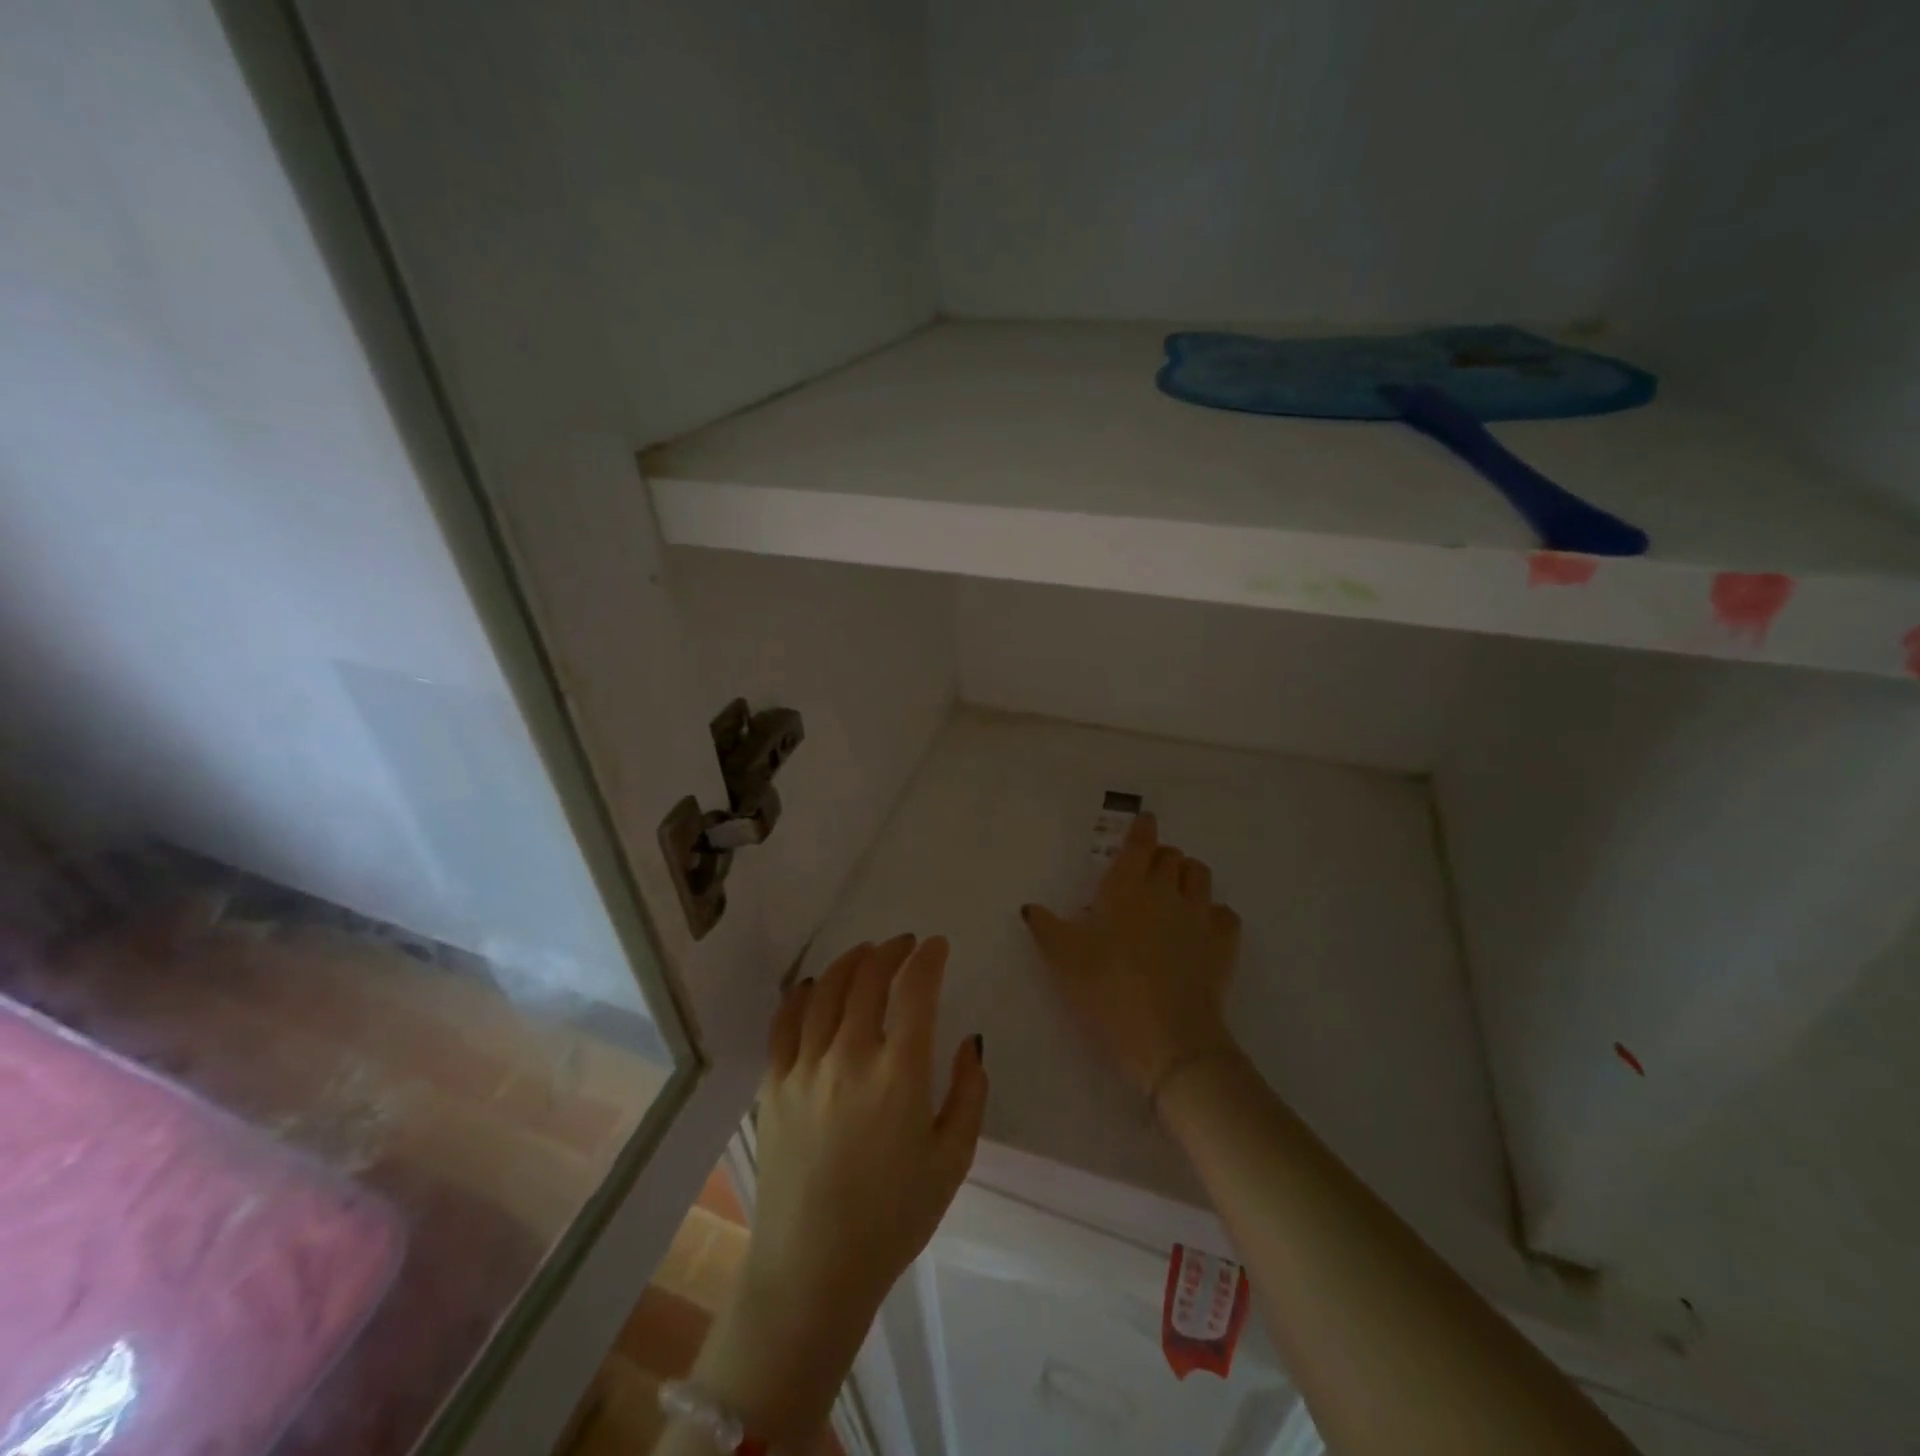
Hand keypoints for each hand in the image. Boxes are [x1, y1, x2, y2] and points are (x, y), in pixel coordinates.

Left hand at [747, 935, 988, 1330]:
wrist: (813, 1269)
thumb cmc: (893, 1218)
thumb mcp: (952, 1161)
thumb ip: (969, 1094)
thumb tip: (969, 1042)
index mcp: (899, 1075)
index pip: (916, 991)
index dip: (928, 959)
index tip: (937, 946)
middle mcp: (849, 1057)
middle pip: (869, 979)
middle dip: (891, 951)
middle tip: (905, 945)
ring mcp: (805, 1068)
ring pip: (827, 990)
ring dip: (850, 962)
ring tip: (866, 953)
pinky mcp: (772, 1085)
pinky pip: (784, 1023)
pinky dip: (801, 995)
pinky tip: (813, 986)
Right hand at [1022, 812, 1240, 1097]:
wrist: (1166, 1036)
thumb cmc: (1106, 988)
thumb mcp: (1062, 958)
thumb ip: (1045, 927)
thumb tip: (1030, 907)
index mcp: (1126, 887)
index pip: (1140, 843)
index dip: (1143, 828)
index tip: (1145, 820)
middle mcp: (1166, 891)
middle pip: (1172, 856)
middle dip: (1161, 855)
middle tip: (1149, 869)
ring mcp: (1199, 916)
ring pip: (1201, 875)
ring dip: (1188, 875)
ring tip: (1176, 890)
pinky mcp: (1223, 944)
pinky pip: (1225, 914)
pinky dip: (1214, 913)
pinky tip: (1203, 927)